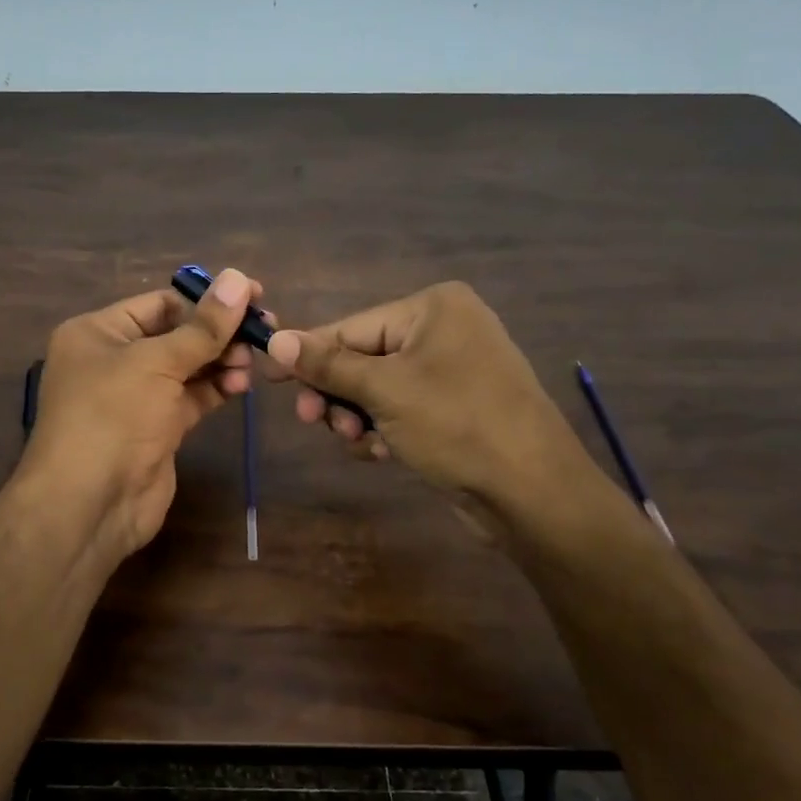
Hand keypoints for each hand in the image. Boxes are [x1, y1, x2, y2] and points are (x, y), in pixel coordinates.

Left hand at [20, 269, 262, 556]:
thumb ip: (203, 326)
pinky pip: (191, 398)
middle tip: (264, 328)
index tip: (253, 295)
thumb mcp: (156, 362)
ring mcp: (136, 397)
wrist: (90, 504)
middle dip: (218, 332)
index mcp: (98, 333)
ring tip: (252, 361)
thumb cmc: (112, 416)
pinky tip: (242, 384)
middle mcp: (114, 360)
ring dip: (222, 361)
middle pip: (176, 334)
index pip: (159, 303)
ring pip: (187, 367)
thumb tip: (240, 278)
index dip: (205, 299)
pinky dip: (217, 389)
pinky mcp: (156, 429)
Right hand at [267, 281, 606, 523]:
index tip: (267, 377)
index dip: (308, 355)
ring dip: (357, 416)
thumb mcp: (384, 391)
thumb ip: (327, 365)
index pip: (351, 328)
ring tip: (357, 442)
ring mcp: (452, 370)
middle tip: (311, 421)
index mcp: (433, 308)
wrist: (532, 492)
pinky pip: (401, 409)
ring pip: (377, 389)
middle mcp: (444, 330)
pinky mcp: (455, 408)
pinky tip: (381, 453)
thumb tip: (275, 339)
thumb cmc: (457, 424)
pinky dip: (383, 429)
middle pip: (362, 359)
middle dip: (337, 394)